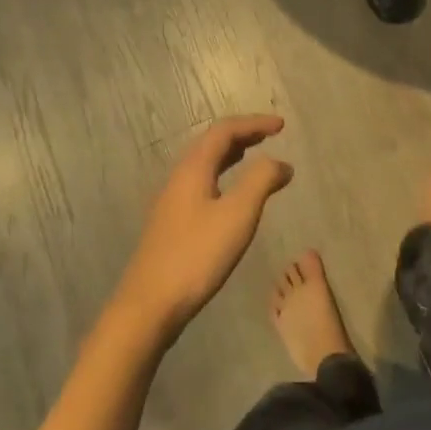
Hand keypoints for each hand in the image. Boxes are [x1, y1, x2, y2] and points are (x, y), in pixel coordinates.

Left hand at [114, 115, 291, 341]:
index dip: (254, 123)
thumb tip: (281, 163)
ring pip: (204, 163)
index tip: (282, 126)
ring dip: (231, 154)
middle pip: (211, 142)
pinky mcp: (171, 222)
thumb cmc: (197, 255)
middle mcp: (179, 176)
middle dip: (242, 134)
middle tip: (270, 135)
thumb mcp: (238, 215)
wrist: (149, 305)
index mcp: (193, 168)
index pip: (225, 130)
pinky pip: (200, 182)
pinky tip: (230, 195)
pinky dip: (222, 175)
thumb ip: (261, 181)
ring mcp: (171, 200)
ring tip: (254, 156)